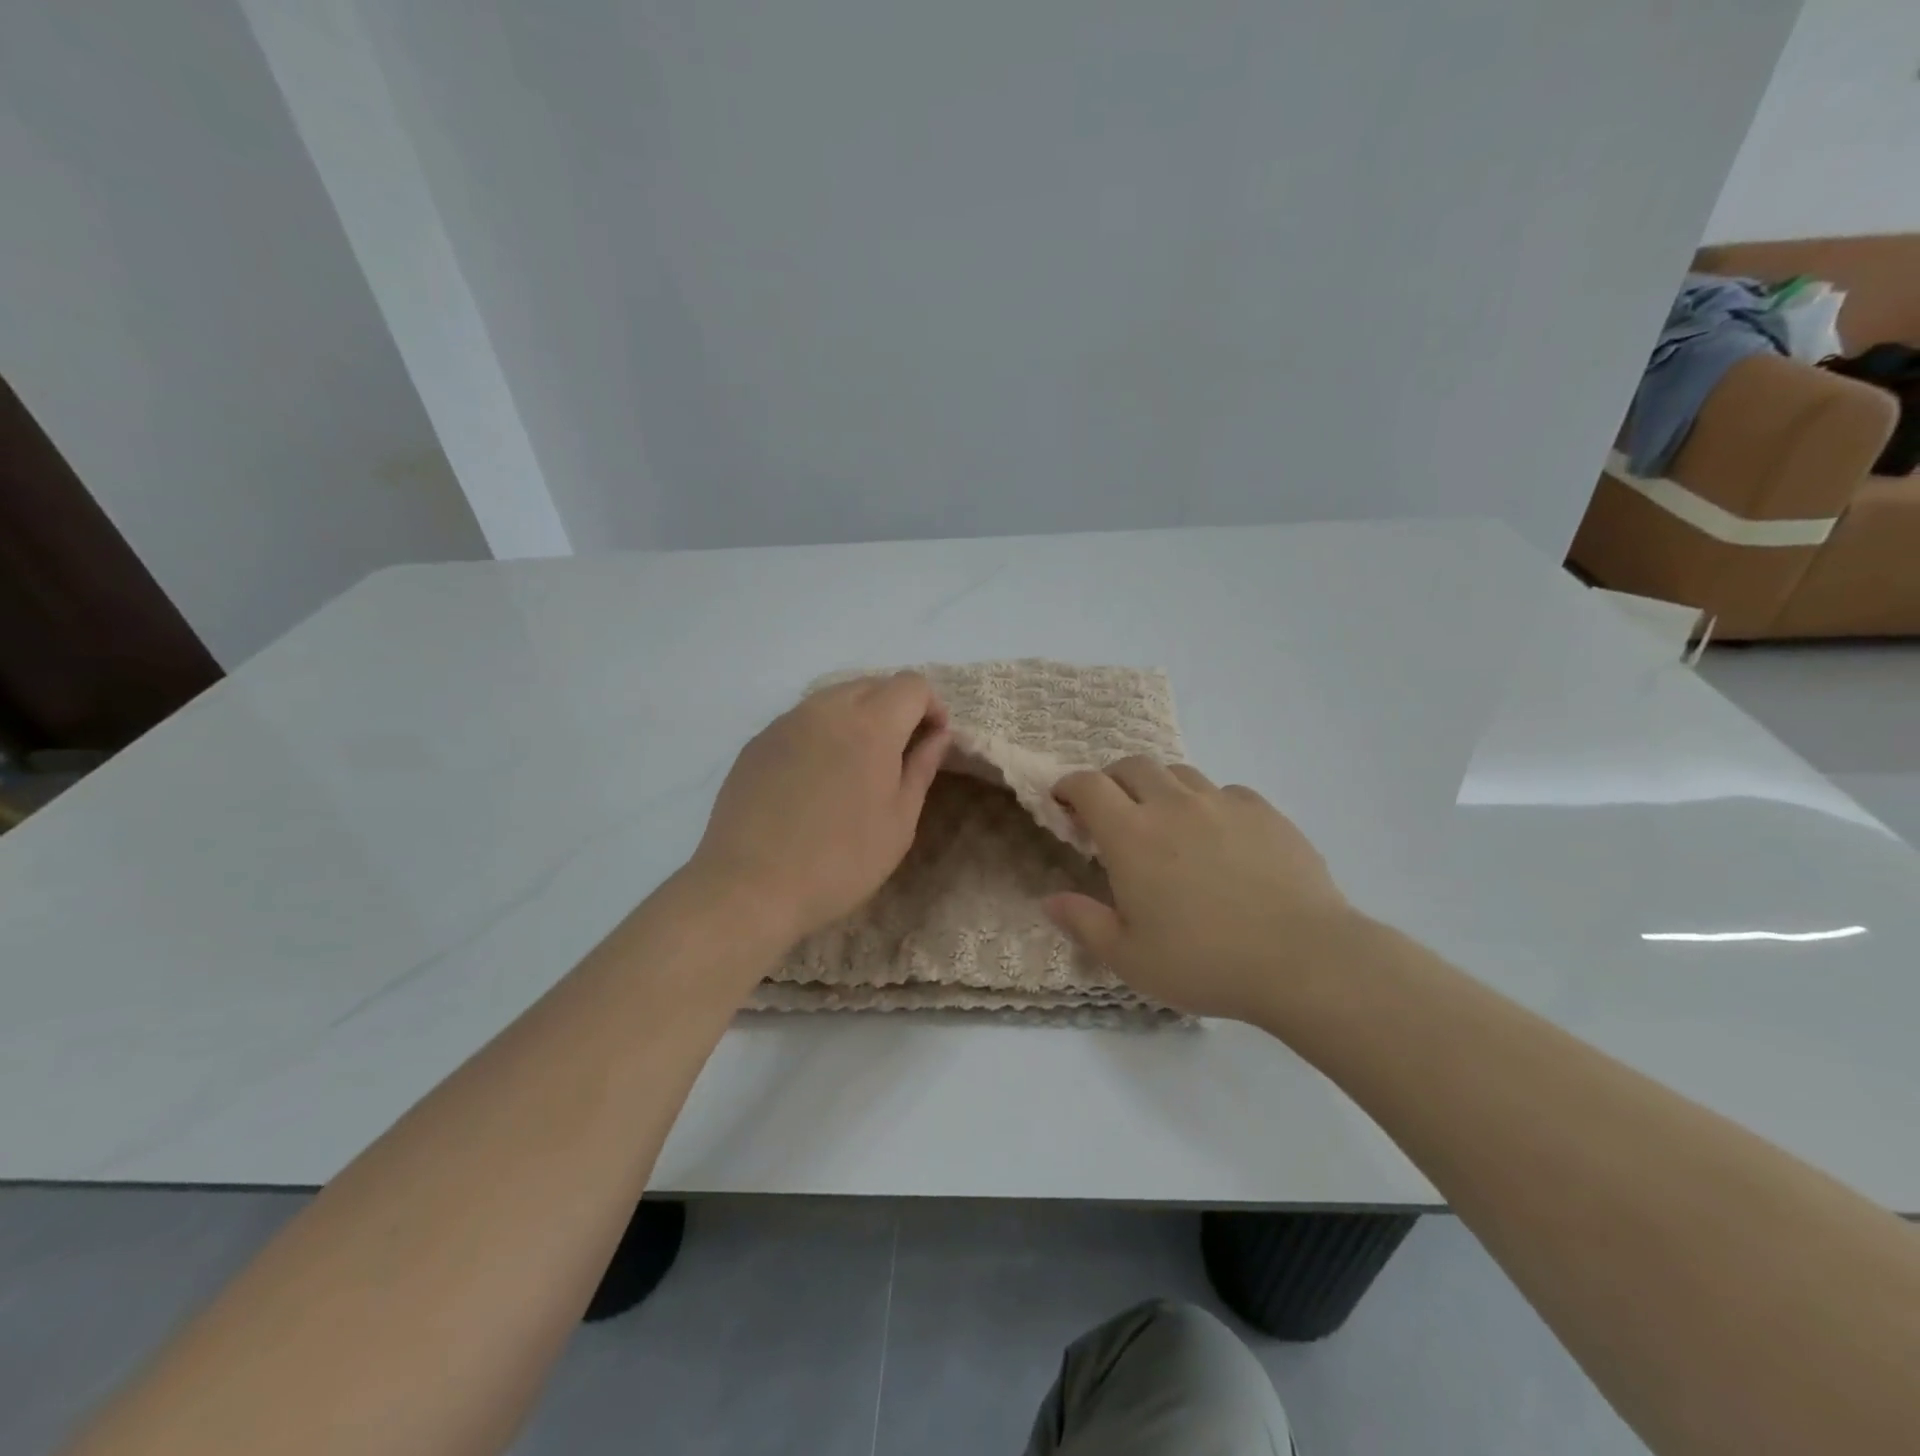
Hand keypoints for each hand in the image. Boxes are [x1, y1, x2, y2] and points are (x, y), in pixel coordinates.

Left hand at [688, 673, 950, 944]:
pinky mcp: (757, 741)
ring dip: (858, 717)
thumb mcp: (899, 822)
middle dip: (896, 708)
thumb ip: (921, 768)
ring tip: (856, 765)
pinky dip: (823, 732)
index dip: (931, 707)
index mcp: (870, 725)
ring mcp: (786, 722)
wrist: (750, 886)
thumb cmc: (840, 861)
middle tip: (899, 754)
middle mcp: (826, 709)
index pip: (911, 685)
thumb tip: (937, 735)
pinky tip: (815, 778)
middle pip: (873, 684)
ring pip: (834, 697)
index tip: (932, 741)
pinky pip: (802, 720)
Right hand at [1045, 758, 1357, 1021]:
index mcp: (1132, 835)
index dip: (1068, 786)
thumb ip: (1083, 923)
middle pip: (1132, 765)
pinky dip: (1208, 804)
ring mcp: (1222, 803)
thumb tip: (1049, 901)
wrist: (1302, 959)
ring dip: (1160, 788)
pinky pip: (1225, 792)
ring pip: (1179, 773)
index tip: (1063, 802)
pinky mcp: (1264, 812)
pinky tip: (1219, 836)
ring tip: (1165, 821)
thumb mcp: (1130, 957)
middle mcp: (1173, 805)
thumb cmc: (1204, 962)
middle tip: (1111, 811)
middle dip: (1112, 780)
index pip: (1088, 785)